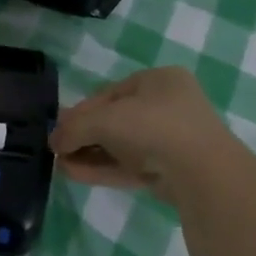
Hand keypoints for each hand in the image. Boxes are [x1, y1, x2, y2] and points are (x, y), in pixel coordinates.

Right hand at [50, 67, 241, 196]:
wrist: (202, 172)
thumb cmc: (153, 126)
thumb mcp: (105, 119)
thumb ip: (74, 128)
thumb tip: (53, 142)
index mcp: (159, 80)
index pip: (110, 93)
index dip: (81, 110)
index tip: (59, 126)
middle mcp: (168, 106)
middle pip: (115, 120)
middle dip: (84, 135)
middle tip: (58, 148)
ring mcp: (171, 141)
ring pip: (121, 146)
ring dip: (90, 154)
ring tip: (60, 165)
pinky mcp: (170, 171)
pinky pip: (130, 166)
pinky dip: (103, 169)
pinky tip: (74, 174)